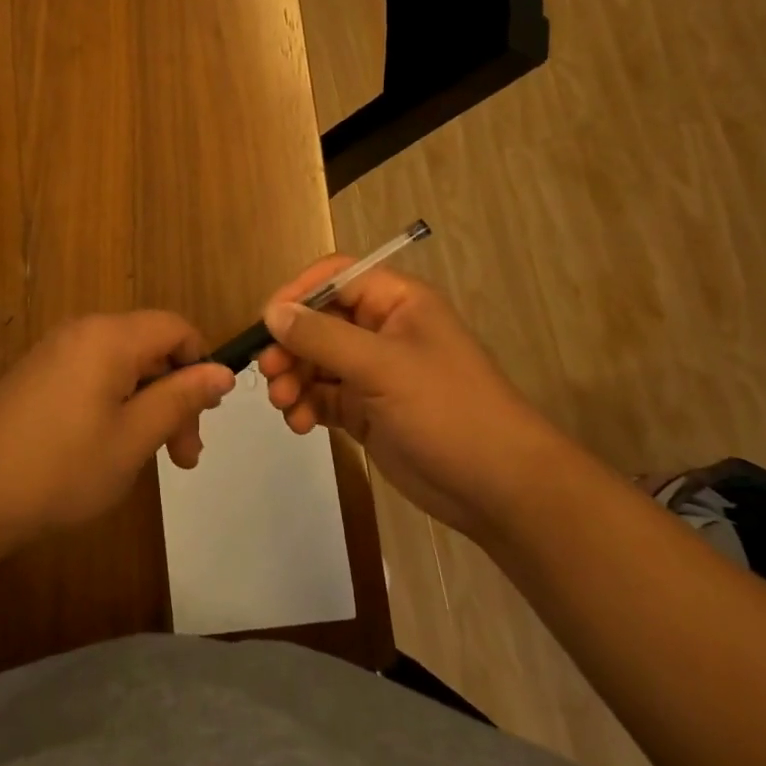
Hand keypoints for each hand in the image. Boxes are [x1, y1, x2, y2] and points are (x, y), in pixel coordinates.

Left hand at [0, 312, 235, 537]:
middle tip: (184, 456)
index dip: (200, 365)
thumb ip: (181, 399)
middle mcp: (83, 332)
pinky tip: (113, 449)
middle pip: (150, 348)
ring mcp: (56, 352)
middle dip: (175, 396)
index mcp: (109, 336)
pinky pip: (95, 376)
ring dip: (148, 406)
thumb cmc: (63, 467)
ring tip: (154, 461)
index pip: (175, 328)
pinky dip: (117, 405)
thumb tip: (222, 372)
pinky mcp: (39, 375)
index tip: (206, 417)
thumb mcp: (134, 437)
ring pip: (124, 366)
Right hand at [257, 256, 559, 534]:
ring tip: (285, 404)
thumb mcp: (382, 366)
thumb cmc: (447, 410)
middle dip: (290, 345)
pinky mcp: (366, 408)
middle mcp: (381, 329)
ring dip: (293, 378)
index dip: (297, 293)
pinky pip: (322, 395)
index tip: (266, 322)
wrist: (499, 488)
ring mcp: (373, 371)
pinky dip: (305, 405)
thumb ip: (322, 337)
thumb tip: (272, 312)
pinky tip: (300, 423)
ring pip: (315, 360)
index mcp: (396, 302)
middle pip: (318, 320)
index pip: (335, 277)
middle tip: (270, 372)